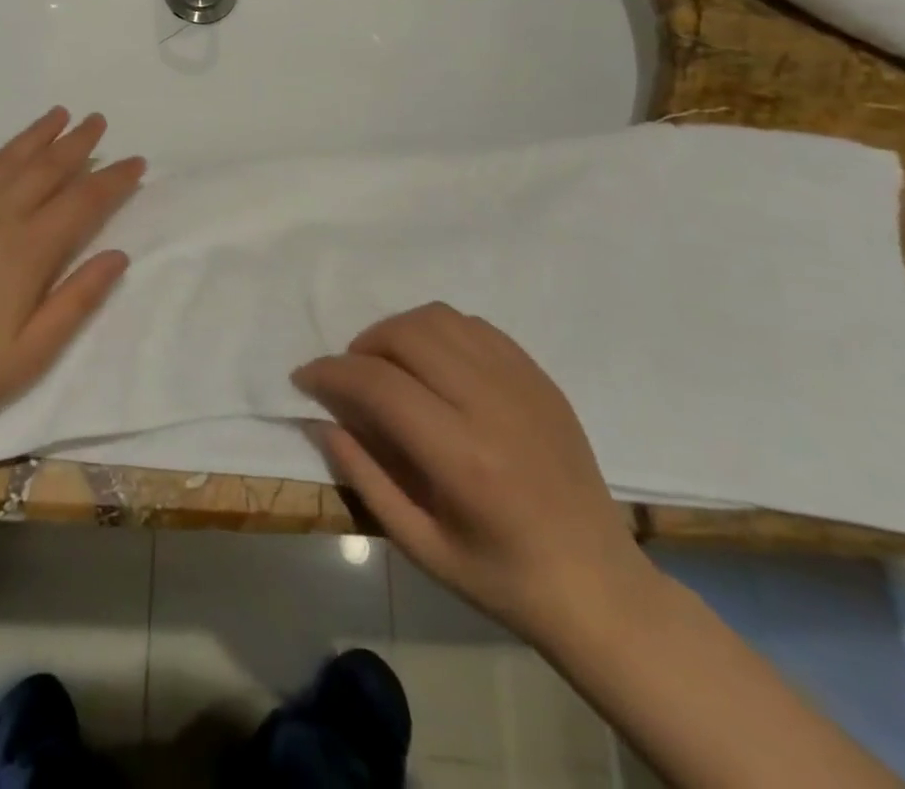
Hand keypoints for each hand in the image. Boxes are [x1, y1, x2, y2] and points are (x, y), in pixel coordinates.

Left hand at [0, 108, 144, 436]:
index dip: (114, 179)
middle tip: (98, 120)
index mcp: (29, 248)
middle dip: (77, 142)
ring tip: (58, 114)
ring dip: (34, 134)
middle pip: (46, 168)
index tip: (135, 162)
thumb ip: (79, 298)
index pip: (84, 201)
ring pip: (4, 158)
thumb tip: (119, 255)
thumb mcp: (34, 351)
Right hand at [293, 303, 651, 644]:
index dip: (330, 372)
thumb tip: (322, 420)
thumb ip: (364, 477)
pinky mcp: (539, 377)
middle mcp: (491, 406)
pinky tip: (432, 364)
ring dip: (398, 331)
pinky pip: (475, 326)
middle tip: (349, 377)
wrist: (599, 586)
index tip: (305, 378)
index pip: (378, 384)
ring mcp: (522, 384)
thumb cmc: (502, 578)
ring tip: (387, 364)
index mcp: (461, 457)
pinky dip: (438, 332)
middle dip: (361, 346)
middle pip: (406, 336)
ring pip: (439, 319)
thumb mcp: (420, 545)